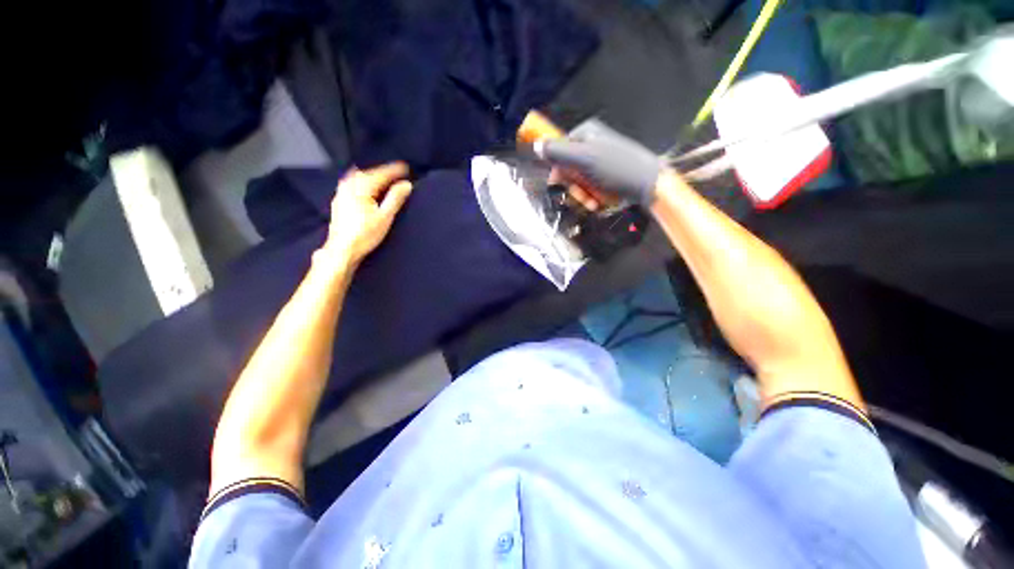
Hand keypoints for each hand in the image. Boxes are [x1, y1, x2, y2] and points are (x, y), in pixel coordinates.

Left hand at [320, 162, 412, 266]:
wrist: (343, 249)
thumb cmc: (365, 234)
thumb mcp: (385, 217)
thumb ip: (395, 198)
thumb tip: (406, 185)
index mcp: (361, 187)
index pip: (381, 174)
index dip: (395, 170)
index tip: (406, 168)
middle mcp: (349, 185)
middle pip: (368, 173)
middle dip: (383, 172)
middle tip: (397, 174)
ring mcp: (341, 192)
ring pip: (359, 177)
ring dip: (372, 176)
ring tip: (384, 180)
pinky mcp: (339, 201)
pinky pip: (352, 184)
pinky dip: (363, 183)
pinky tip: (367, 189)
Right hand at [539, 119, 662, 204]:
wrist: (649, 184)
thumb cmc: (617, 170)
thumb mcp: (584, 160)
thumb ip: (559, 152)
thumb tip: (537, 145)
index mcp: (584, 134)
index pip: (558, 154)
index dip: (559, 173)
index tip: (565, 186)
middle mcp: (591, 144)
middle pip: (568, 170)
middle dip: (574, 188)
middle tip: (584, 197)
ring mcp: (600, 159)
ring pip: (579, 181)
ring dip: (583, 196)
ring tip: (594, 202)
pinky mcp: (607, 172)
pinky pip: (591, 185)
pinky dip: (593, 196)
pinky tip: (600, 201)